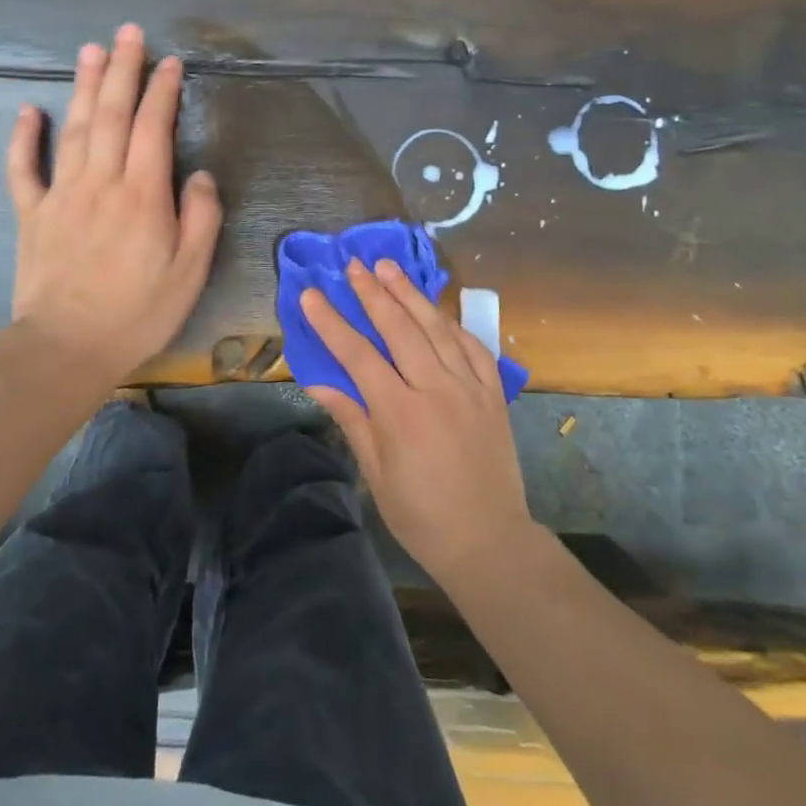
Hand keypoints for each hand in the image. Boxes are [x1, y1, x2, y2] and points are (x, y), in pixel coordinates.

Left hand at [6, 25, 222, 387]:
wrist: (68, 346)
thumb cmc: (138, 311)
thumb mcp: (190, 271)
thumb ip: (201, 217)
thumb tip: (200, 176)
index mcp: (143, 194)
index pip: (153, 127)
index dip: (162, 90)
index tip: (170, 62)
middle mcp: (102, 182)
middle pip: (112, 114)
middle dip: (122, 70)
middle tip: (127, 34)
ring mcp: (62, 194)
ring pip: (74, 129)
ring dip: (83, 86)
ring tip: (90, 50)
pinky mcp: (32, 214)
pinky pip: (23, 169)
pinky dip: (22, 137)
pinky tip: (26, 110)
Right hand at [302, 259, 533, 585]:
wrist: (489, 541)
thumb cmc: (422, 515)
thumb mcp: (376, 475)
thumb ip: (352, 420)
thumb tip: (318, 383)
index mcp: (400, 413)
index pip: (358, 355)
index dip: (331, 323)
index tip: (311, 294)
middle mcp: (435, 390)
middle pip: (399, 329)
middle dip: (373, 293)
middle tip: (355, 264)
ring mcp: (470, 388)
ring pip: (437, 328)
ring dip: (411, 295)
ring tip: (389, 267)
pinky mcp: (494, 394)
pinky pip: (474, 347)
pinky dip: (453, 324)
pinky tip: (437, 310)